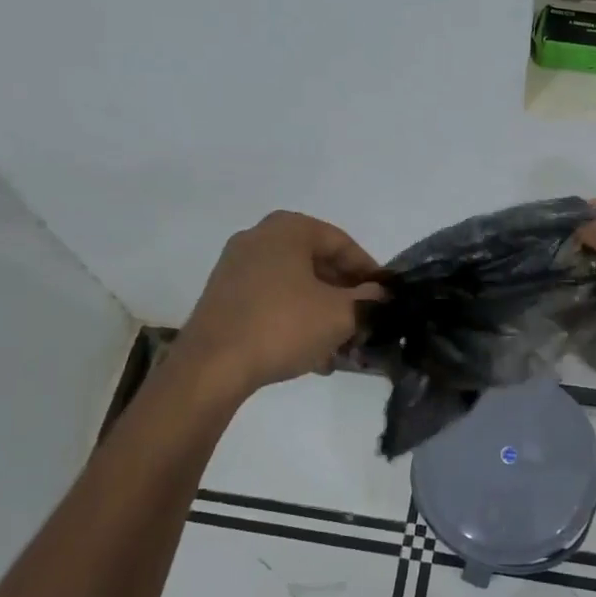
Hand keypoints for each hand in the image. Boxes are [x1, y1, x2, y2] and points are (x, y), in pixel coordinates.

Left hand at [172, 211, 383, 398]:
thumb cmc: (282, 326)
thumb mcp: (340, 314)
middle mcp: (259, 238)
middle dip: (344, 295)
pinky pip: (271, 301)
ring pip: (294, 285)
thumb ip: (369, 301)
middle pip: (317, 263)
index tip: (384, 297)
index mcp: (288, 229)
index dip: (369, 271)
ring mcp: (236, 267)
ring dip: (321, 312)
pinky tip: (311, 354)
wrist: (211, 367)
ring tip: (341, 346)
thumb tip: (380, 296)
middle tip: (364, 321)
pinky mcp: (223, 297)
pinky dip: (294, 320)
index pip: (342, 243)